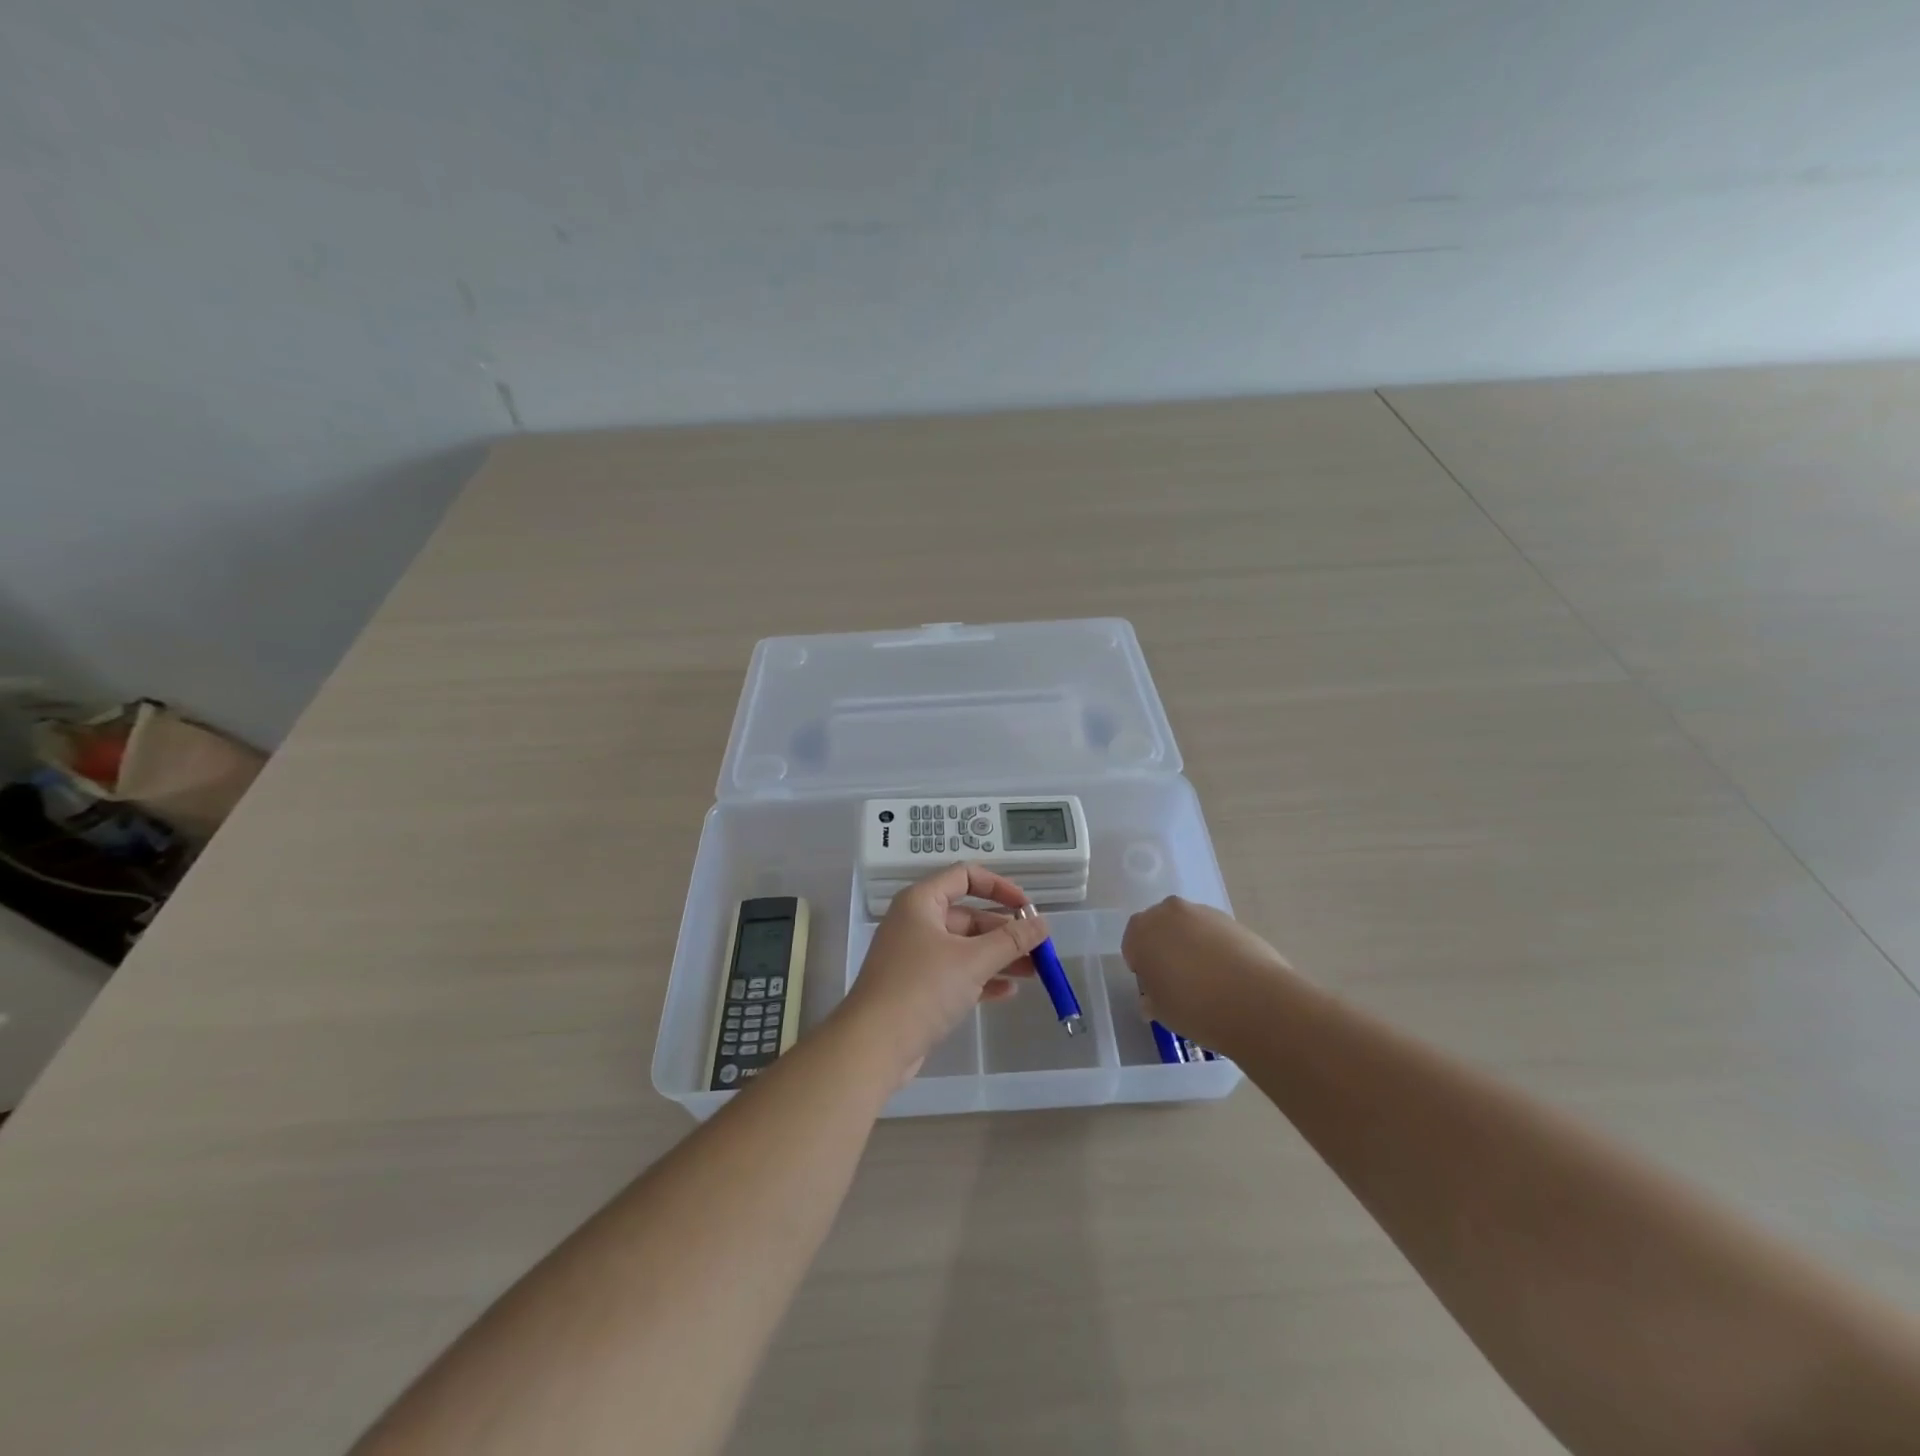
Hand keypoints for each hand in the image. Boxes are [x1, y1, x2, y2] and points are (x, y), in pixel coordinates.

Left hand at [840, 864, 1049, 1077]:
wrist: (873, 1045)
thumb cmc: (923, 988)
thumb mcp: (973, 960)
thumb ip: (1011, 940)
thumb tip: (1043, 923)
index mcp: (921, 902)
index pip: (965, 876)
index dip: (1000, 887)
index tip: (1028, 908)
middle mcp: (916, 922)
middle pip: (969, 915)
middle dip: (1005, 931)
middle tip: (1039, 948)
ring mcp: (915, 956)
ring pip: (965, 947)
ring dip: (999, 956)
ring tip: (1035, 972)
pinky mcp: (917, 987)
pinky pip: (956, 973)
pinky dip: (982, 978)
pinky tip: (1009, 992)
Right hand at [1121, 896, 1295, 1052]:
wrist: (1255, 1001)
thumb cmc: (1194, 1007)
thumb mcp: (1160, 1011)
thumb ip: (1151, 997)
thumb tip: (1153, 998)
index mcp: (1142, 930)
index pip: (1132, 943)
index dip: (1141, 966)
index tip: (1154, 987)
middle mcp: (1169, 912)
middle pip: (1160, 928)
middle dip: (1165, 948)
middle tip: (1177, 980)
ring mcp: (1203, 913)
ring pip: (1189, 928)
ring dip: (1192, 946)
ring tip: (1207, 981)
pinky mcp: (1233, 920)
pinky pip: (1214, 933)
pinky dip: (1216, 948)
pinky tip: (1228, 976)